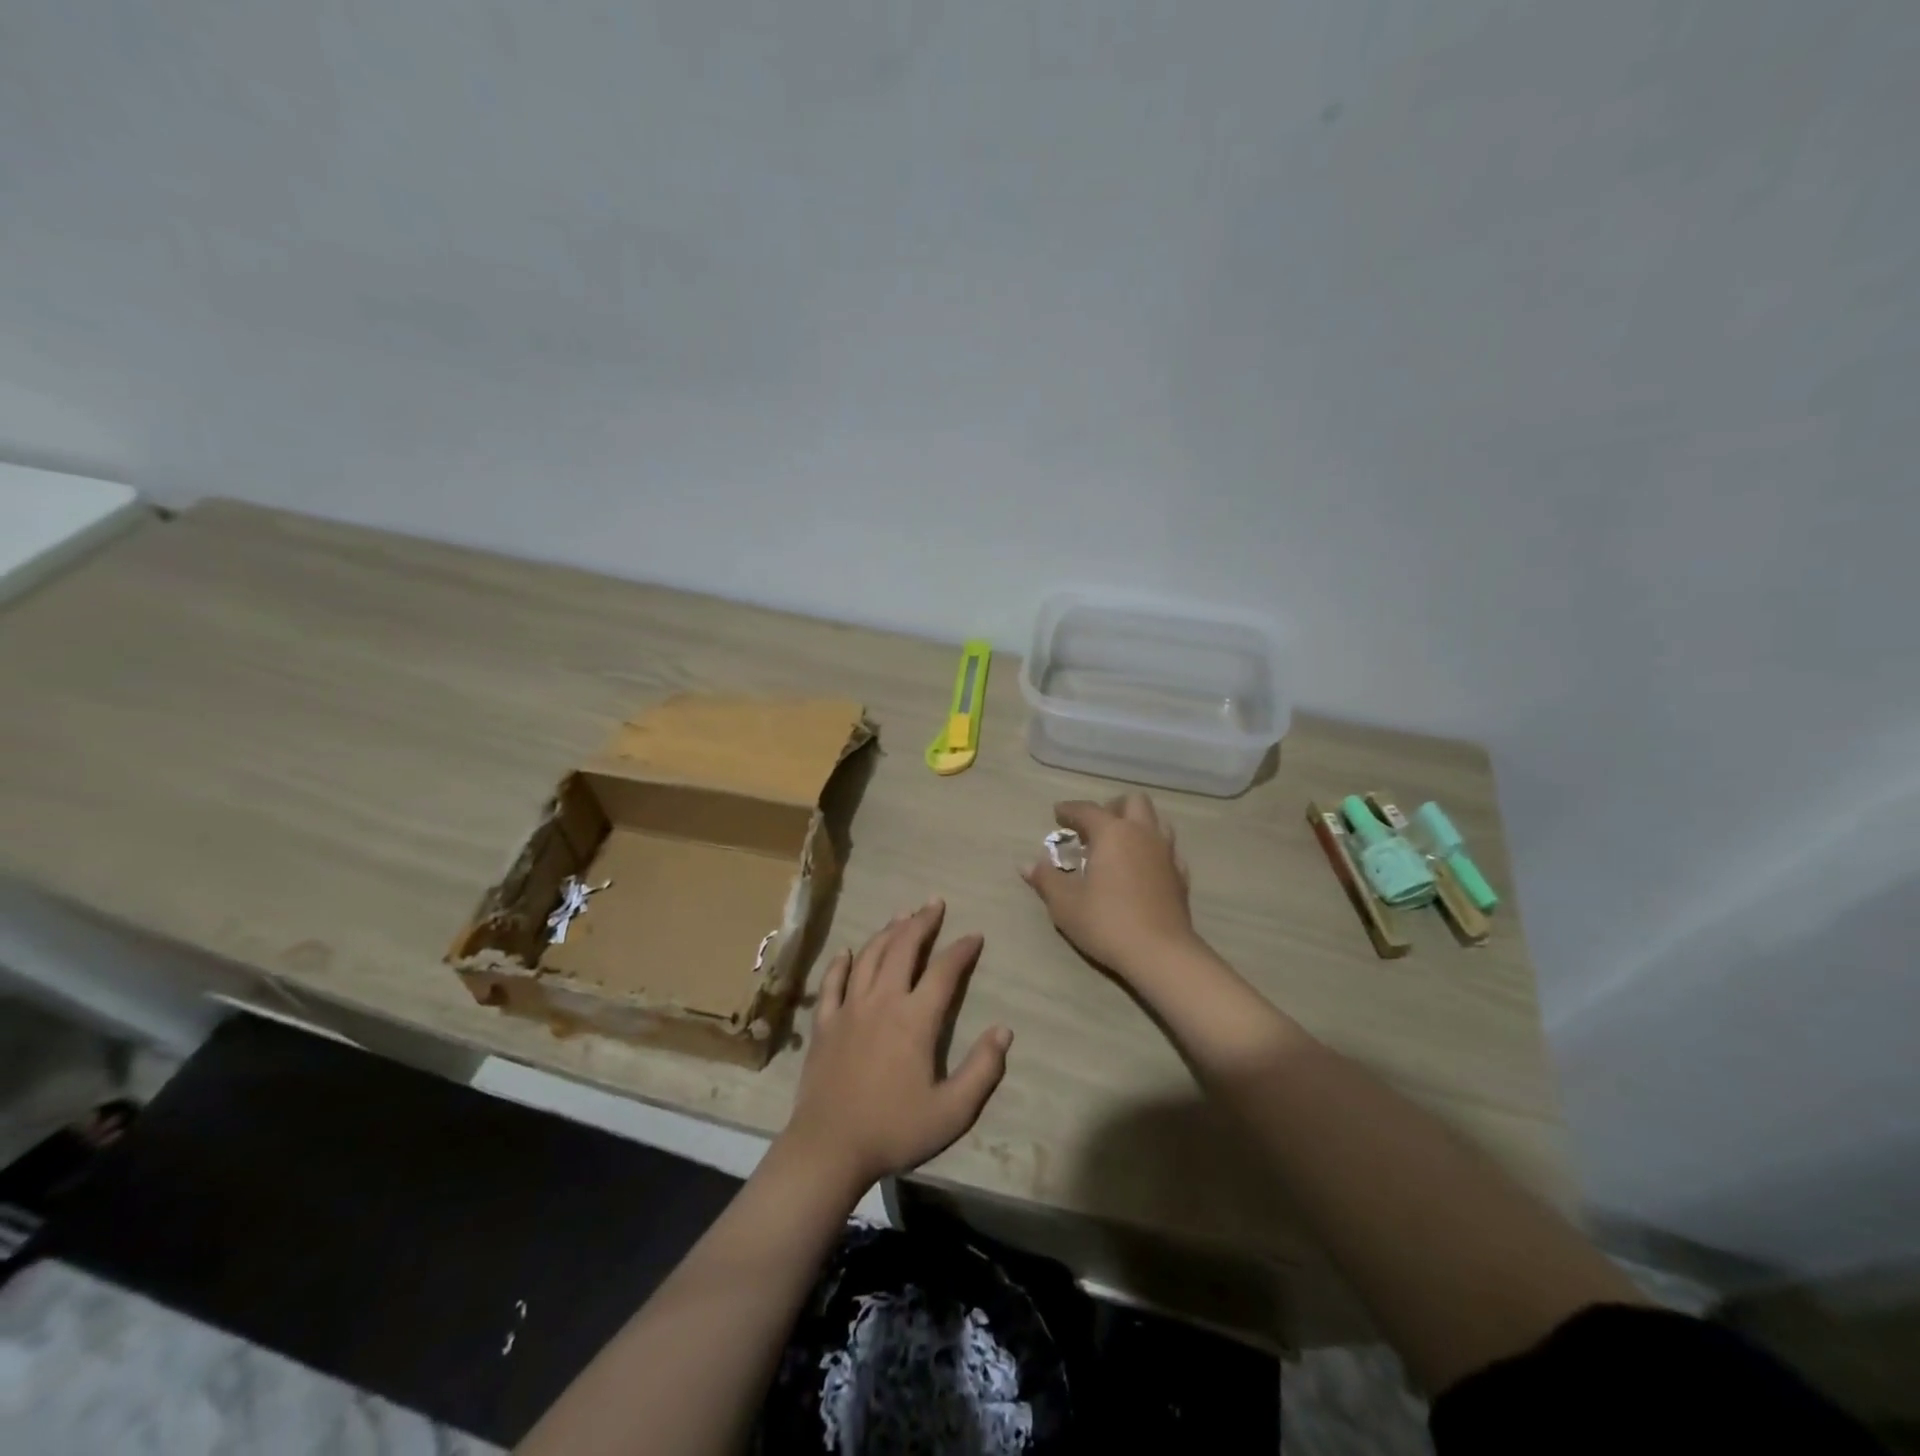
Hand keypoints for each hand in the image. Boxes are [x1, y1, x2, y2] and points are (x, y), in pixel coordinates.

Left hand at [780, 900, 1011, 1193]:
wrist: (829, 1148)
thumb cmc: (894, 1130)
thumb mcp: (952, 1111)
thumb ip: (982, 1070)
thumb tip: (1004, 1031)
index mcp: (915, 1019)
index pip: (944, 971)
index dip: (962, 950)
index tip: (974, 936)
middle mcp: (882, 1001)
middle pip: (903, 948)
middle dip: (922, 922)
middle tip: (934, 904)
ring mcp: (849, 1008)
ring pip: (869, 956)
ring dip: (887, 932)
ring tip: (901, 916)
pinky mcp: (824, 1023)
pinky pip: (832, 983)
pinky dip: (840, 963)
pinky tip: (846, 951)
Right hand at [1021, 793, 1201, 982]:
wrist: (1160, 953)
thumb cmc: (1106, 922)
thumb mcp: (1065, 904)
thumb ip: (1046, 879)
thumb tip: (1028, 865)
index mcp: (1112, 833)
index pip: (1087, 810)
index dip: (1069, 810)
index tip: (1057, 813)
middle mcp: (1142, 834)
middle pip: (1133, 802)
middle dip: (1112, 808)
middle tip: (1094, 828)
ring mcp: (1167, 854)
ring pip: (1156, 822)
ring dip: (1137, 825)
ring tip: (1119, 845)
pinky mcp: (1181, 877)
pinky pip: (1168, 851)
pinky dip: (1153, 851)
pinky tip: (1142, 869)